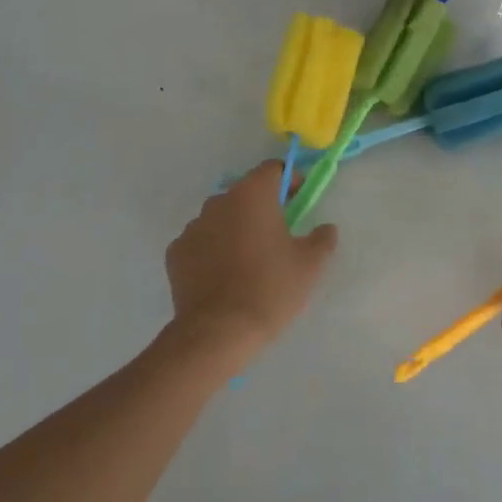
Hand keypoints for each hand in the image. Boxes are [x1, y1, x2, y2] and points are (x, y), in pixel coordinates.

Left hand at [163, 162, 337, 367]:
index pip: (272, 170)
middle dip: (262, 207)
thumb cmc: (270, 289)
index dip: (289, 180)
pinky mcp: (175, 252)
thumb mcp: (310, 265)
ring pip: (221, 218)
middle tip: (279, 234)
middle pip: (245, 193)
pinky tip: (224, 276)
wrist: (218, 331)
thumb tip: (326, 228)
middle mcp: (218, 201)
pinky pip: (201, 242)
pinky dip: (213, 250)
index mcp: (252, 195)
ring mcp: (192, 226)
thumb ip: (322, 239)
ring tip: (249, 260)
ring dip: (236, 228)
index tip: (299, 200)